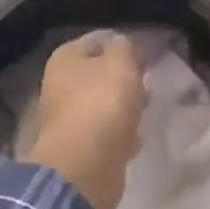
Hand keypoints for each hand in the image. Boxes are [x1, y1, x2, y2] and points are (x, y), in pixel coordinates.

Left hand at [21, 31, 145, 208]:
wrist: (85, 168)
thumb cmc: (101, 104)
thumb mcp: (121, 63)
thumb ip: (126, 47)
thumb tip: (124, 46)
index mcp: (65, 59)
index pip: (99, 40)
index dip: (125, 45)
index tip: (148, 55)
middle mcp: (61, 84)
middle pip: (101, 73)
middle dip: (126, 78)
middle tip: (148, 82)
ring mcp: (69, 118)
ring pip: (105, 103)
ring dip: (126, 106)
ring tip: (146, 109)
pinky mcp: (81, 147)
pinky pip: (107, 132)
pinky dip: (122, 134)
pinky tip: (137, 137)